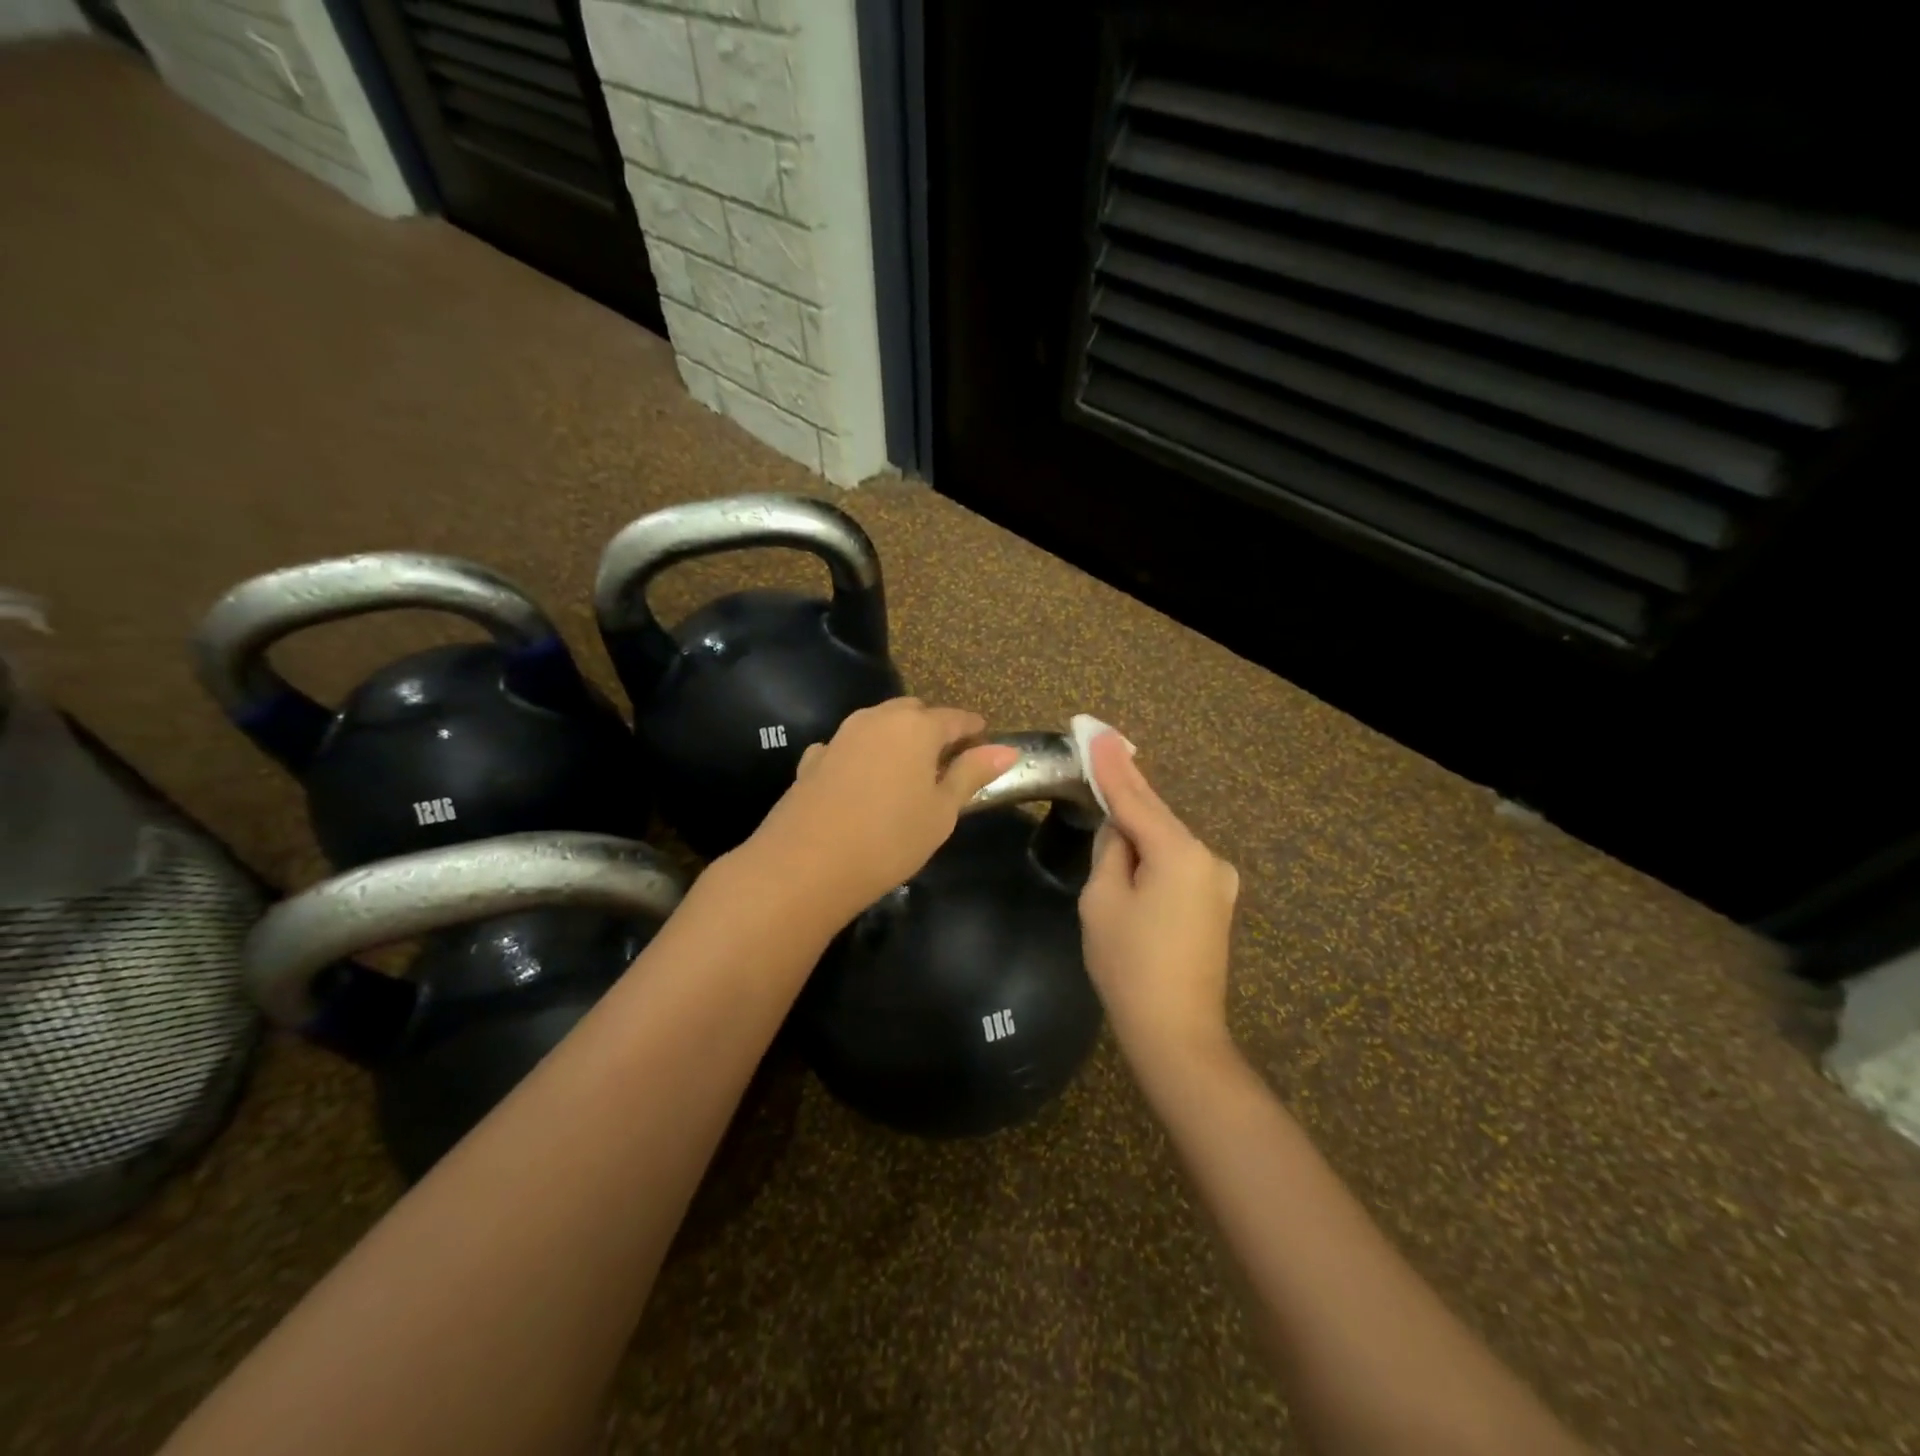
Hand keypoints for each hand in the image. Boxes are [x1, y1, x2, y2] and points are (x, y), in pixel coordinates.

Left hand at [736, 698, 1019, 926]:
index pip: (955, 718)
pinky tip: (862, 783)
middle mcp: (876, 719)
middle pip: (913, 713)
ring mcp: (840, 737)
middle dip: (933, 728)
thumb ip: (971, 774)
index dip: (973, 729)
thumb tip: (1006, 750)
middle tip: (948, 760)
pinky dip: (862, 757)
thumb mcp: (942, 812)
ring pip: (878, 725)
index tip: (985, 741)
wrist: (805, 865)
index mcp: (916, 727)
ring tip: (907, 772)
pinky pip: (847, 748)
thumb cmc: (890, 838)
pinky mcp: (812, 760)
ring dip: (896, 740)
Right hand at [1080, 730, 1238, 1070]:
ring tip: (1110, 789)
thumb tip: (1120, 830)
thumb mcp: (1102, 901)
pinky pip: (1177, 863)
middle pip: (1156, 814)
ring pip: (1167, 839)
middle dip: (1127, 783)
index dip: (1110, 766)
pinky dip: (1153, 850)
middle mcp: (1208, 857)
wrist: (1177, 1034)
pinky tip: (1134, 838)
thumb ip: (1111, 851)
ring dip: (1138, 821)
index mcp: (1179, 853)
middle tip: (1103, 741)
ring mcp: (1218, 881)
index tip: (1095, 731)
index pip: (1135, 799)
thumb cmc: (1129, 966)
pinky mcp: (1215, 903)